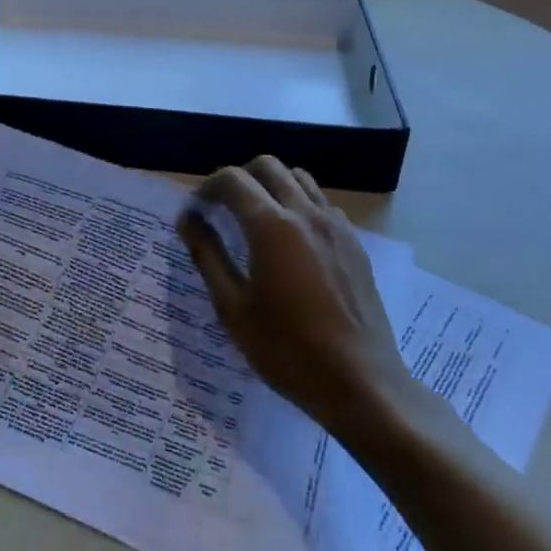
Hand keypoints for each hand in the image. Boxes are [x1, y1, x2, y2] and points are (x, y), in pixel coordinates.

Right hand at [177, 158, 415, 436]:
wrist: (362, 384)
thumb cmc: (287, 350)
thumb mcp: (233, 308)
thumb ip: (208, 255)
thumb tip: (189, 220)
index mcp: (272, 227)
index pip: (232, 180)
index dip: (207, 188)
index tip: (196, 211)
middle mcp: (306, 213)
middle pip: (267, 166)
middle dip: (238, 178)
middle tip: (222, 209)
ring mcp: (336, 225)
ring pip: (298, 178)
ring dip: (270, 186)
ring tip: (255, 219)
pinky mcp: (354, 242)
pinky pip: (321, 203)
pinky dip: (298, 204)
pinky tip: (290, 241)